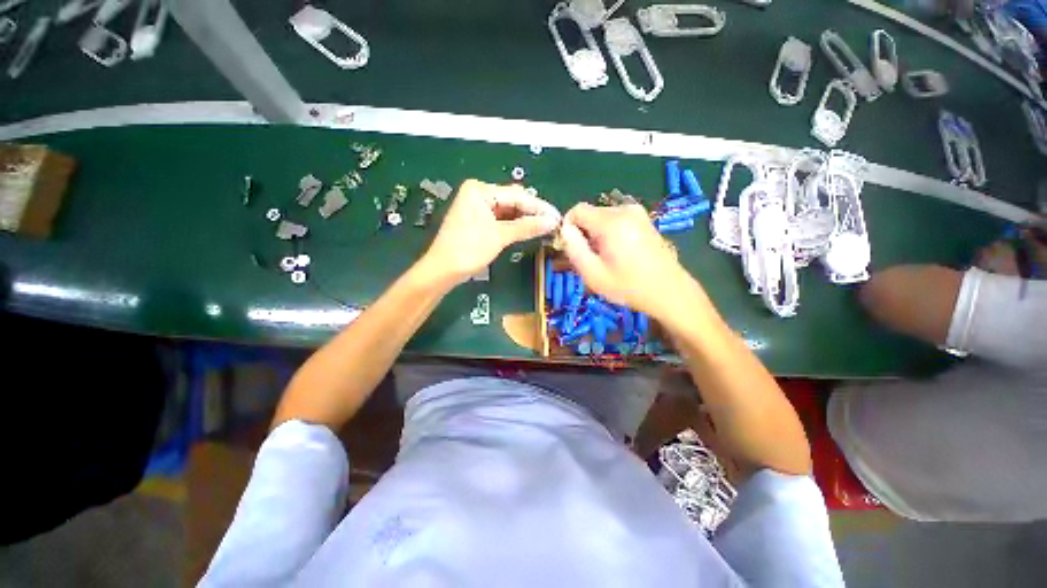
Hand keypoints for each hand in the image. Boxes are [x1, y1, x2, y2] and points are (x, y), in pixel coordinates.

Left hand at [421, 179, 560, 283]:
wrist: (443, 270)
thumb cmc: (468, 249)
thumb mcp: (499, 236)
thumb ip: (526, 227)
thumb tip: (551, 222)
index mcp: (480, 190)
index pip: (516, 195)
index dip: (538, 207)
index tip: (557, 216)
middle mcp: (478, 193)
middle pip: (512, 201)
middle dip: (532, 213)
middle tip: (553, 223)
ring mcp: (477, 207)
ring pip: (508, 211)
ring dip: (525, 220)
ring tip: (545, 227)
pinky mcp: (478, 220)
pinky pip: (501, 219)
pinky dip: (514, 225)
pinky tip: (528, 230)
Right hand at [559, 202, 693, 319]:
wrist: (669, 291)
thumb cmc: (629, 286)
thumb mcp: (593, 274)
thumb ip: (574, 249)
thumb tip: (564, 230)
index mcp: (611, 222)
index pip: (577, 210)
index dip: (568, 228)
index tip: (572, 249)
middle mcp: (624, 210)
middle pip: (590, 214)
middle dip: (583, 234)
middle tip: (588, 259)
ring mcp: (637, 213)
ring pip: (602, 218)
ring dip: (596, 235)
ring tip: (604, 259)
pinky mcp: (644, 219)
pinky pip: (616, 221)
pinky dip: (609, 234)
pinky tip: (617, 254)